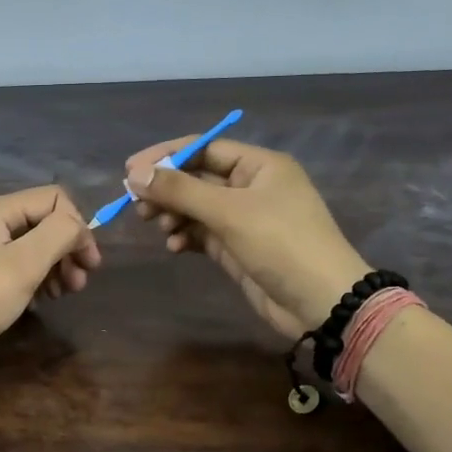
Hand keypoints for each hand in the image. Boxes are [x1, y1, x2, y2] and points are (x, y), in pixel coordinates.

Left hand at [0, 185, 99, 390]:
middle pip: (43, 222)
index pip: (55, 199)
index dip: (78, 227)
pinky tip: (41, 301)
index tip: (89, 265)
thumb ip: (60, 234)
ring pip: (32, 246)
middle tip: (79, 285)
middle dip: (68, 249)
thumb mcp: (25, 263)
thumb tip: (78, 225)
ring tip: (64, 295)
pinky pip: (16, 267)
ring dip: (55, 266)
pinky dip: (35, 279)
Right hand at [125, 137, 366, 340]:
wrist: (321, 303)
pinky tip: (174, 246)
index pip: (204, 148)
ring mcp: (245, 219)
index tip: (130, 170)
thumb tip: (135, 174)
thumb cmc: (281, 244)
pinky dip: (185, 236)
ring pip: (197, 207)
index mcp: (259, 166)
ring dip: (173, 213)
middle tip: (136, 203)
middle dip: (167, 188)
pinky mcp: (238, 248)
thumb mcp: (229, 212)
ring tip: (156, 224)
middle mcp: (252, 187)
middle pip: (197, 177)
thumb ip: (180, 191)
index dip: (166, 156)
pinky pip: (203, 233)